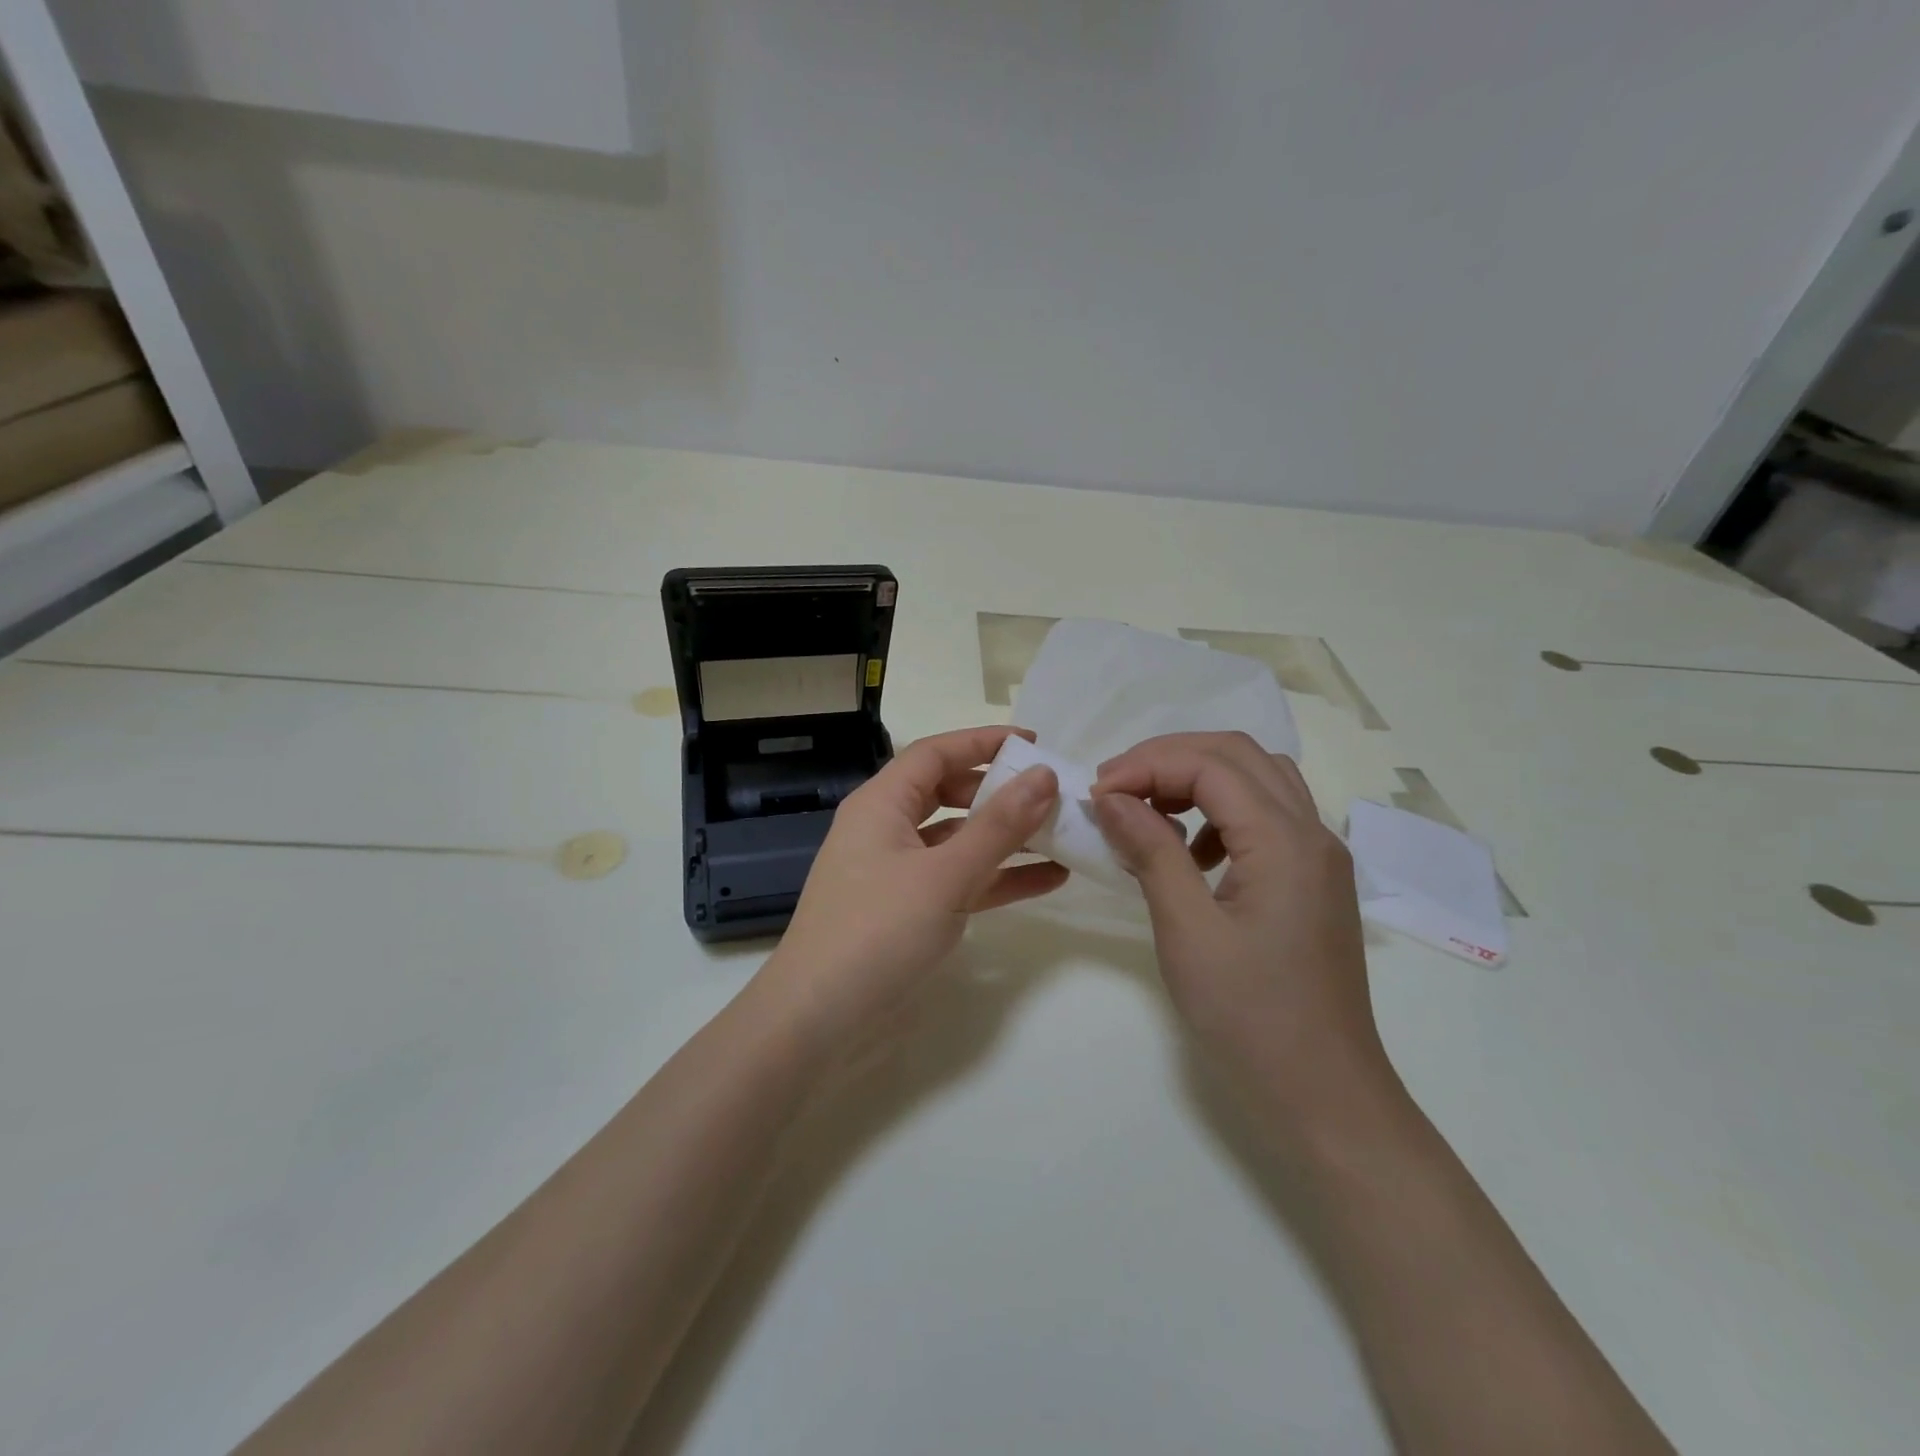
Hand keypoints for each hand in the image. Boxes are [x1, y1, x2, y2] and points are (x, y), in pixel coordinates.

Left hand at [761, 726, 1068, 1048]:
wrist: (817, 1019)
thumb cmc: (877, 931)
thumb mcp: (944, 876)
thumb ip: (998, 826)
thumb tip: (1043, 775)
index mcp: (881, 804)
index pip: (936, 753)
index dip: (983, 742)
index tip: (1035, 744)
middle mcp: (886, 828)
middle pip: (948, 793)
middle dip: (999, 792)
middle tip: (1049, 796)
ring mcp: (896, 871)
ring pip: (957, 839)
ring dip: (1005, 838)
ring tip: (1061, 835)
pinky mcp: (907, 909)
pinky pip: (958, 879)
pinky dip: (996, 877)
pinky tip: (1046, 880)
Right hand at [1089, 732, 1391, 1120]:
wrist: (1325, 1094)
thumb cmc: (1251, 1016)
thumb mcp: (1187, 931)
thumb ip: (1152, 852)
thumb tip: (1111, 797)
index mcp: (1285, 840)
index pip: (1211, 764)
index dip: (1147, 764)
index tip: (1096, 793)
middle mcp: (1311, 832)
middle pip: (1238, 754)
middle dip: (1169, 759)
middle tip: (1115, 789)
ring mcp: (1318, 855)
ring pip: (1256, 778)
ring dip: (1197, 779)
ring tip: (1147, 811)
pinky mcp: (1312, 879)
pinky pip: (1265, 815)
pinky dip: (1219, 811)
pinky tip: (1189, 854)